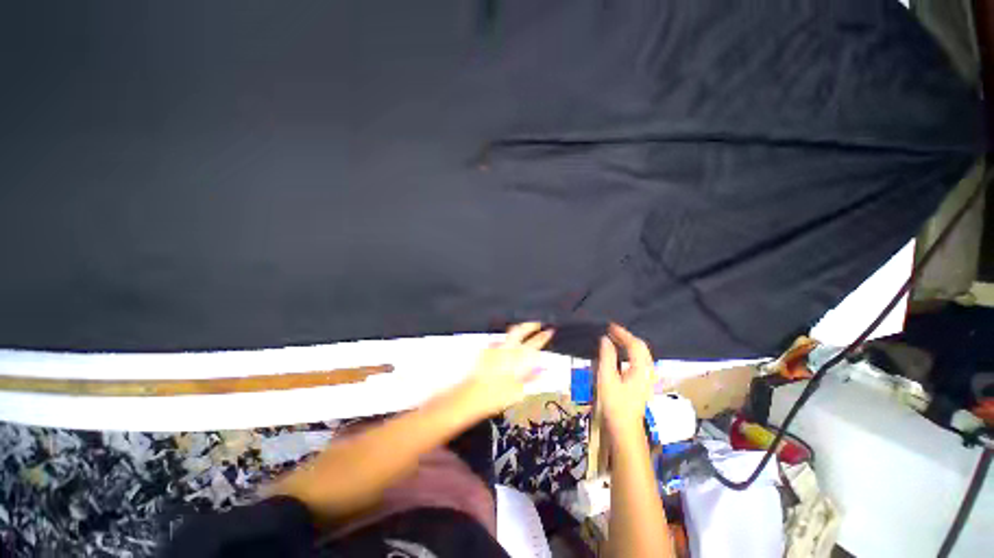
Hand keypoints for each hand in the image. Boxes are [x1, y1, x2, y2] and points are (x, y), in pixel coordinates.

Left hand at [456, 322, 554, 418]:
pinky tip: (505, 345)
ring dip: (518, 330)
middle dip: (530, 325)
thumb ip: (531, 378)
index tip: (549, 331)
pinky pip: (498, 341)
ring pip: (509, 333)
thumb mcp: (519, 391)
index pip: (536, 343)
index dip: (544, 335)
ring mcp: (495, 348)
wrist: (473, 395)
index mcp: (519, 359)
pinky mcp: (486, 351)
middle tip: (536, 324)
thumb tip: (541, 372)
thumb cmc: (496, 396)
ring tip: (523, 330)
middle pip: (520, 330)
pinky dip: (505, 341)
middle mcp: (507, 349)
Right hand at [597, 323, 655, 436]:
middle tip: (610, 330)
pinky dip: (629, 352)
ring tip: (614, 338)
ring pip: (641, 354)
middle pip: (641, 348)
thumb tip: (605, 339)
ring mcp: (647, 378)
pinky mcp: (643, 383)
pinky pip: (639, 361)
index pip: (635, 344)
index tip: (609, 325)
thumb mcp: (607, 378)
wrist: (624, 428)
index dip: (622, 333)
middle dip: (626, 337)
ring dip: (628, 344)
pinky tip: (619, 353)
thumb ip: (607, 356)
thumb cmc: (614, 403)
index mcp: (641, 369)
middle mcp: (648, 371)